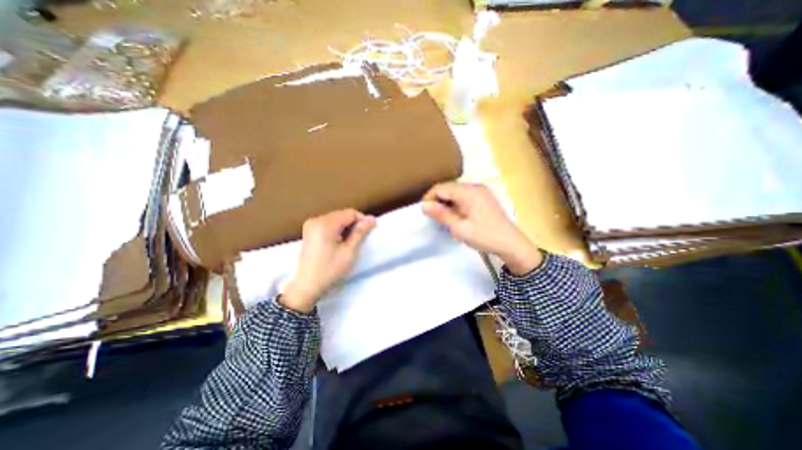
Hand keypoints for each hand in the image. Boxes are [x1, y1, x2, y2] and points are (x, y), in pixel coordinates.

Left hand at [279, 207, 378, 311]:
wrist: (307, 286)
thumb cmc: (330, 270)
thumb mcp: (349, 252)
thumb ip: (360, 233)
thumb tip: (372, 218)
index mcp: (325, 224)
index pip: (349, 213)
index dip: (362, 220)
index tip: (369, 231)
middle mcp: (316, 220)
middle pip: (342, 214)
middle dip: (353, 223)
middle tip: (360, 238)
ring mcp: (311, 224)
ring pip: (336, 218)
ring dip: (346, 227)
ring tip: (350, 241)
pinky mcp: (309, 230)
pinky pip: (328, 223)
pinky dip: (337, 229)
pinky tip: (340, 241)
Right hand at [420, 182, 544, 273]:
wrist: (511, 244)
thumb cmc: (485, 237)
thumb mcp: (460, 228)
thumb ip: (441, 214)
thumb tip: (424, 205)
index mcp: (469, 192)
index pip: (441, 187)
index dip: (429, 197)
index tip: (424, 211)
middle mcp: (474, 186)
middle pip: (448, 187)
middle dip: (437, 200)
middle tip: (433, 216)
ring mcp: (480, 191)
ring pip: (455, 191)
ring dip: (446, 202)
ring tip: (443, 217)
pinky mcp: (483, 197)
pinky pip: (463, 195)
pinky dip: (455, 203)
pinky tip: (456, 215)